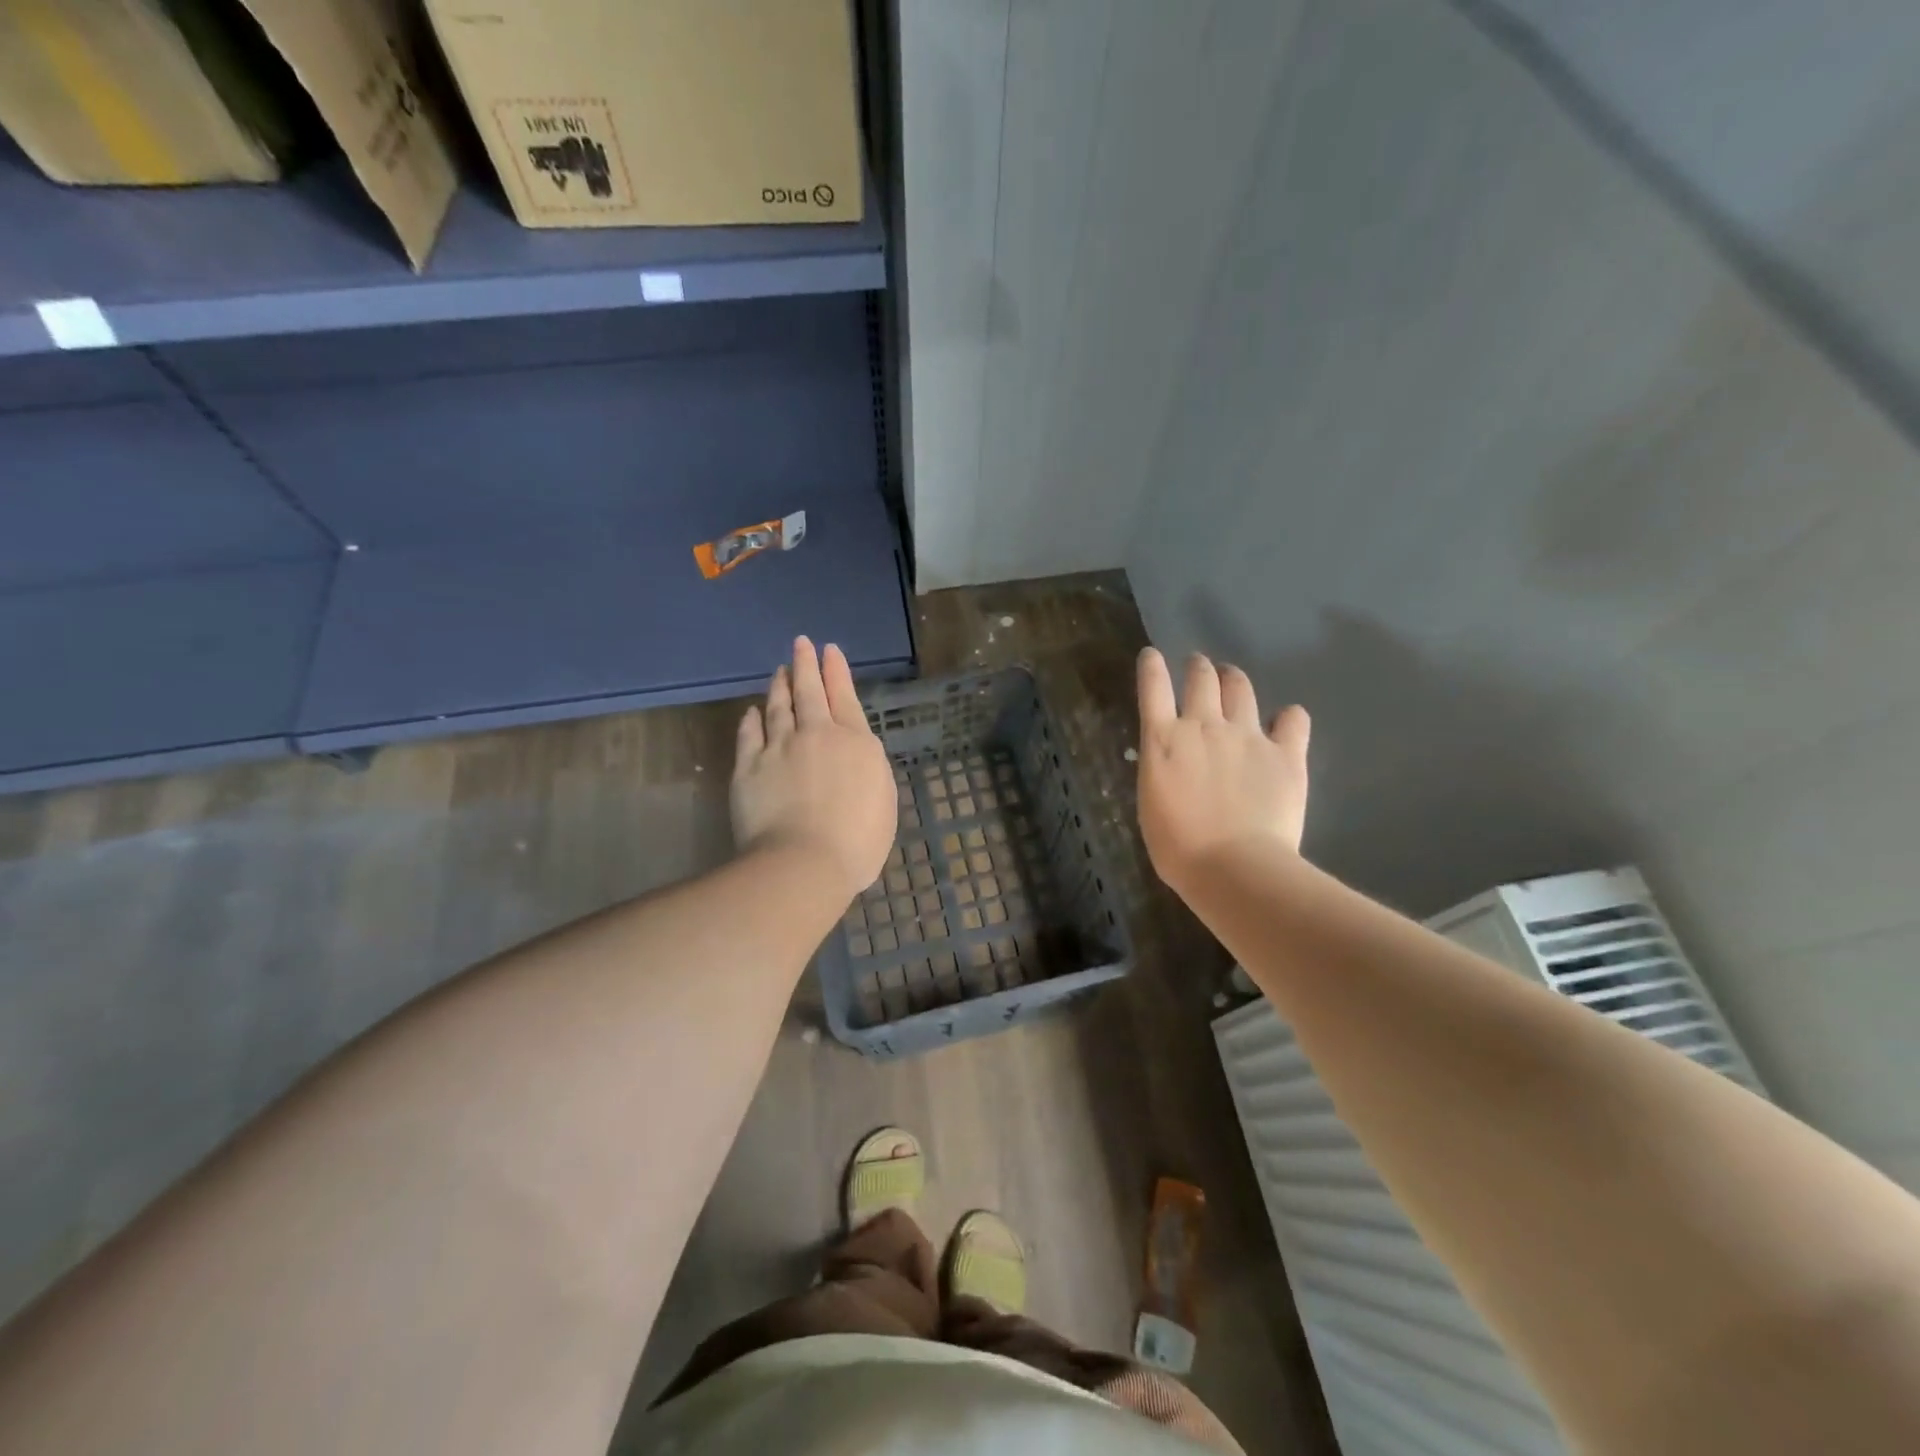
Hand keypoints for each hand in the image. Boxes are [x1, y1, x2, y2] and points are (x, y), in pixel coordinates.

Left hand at [732, 637, 896, 902]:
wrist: (805, 862)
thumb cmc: (858, 840)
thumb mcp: (882, 800)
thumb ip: (867, 768)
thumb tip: (852, 753)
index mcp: (855, 742)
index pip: (844, 697)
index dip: (836, 671)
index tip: (829, 650)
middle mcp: (816, 735)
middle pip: (809, 692)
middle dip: (806, 665)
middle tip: (801, 644)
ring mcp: (779, 748)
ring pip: (778, 707)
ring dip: (779, 686)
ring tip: (778, 670)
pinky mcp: (748, 767)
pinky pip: (749, 735)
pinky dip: (752, 720)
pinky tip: (752, 711)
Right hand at [1135, 647, 1310, 893]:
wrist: (1234, 868)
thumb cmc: (1179, 848)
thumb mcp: (1152, 803)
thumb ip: (1163, 770)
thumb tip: (1172, 761)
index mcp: (1163, 740)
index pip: (1152, 687)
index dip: (1151, 666)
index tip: (1152, 655)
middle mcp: (1204, 726)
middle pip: (1201, 677)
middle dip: (1199, 667)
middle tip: (1200, 667)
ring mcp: (1248, 736)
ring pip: (1241, 688)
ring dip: (1234, 679)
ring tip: (1233, 681)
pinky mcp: (1285, 753)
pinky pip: (1293, 719)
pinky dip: (1288, 717)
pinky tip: (1286, 723)